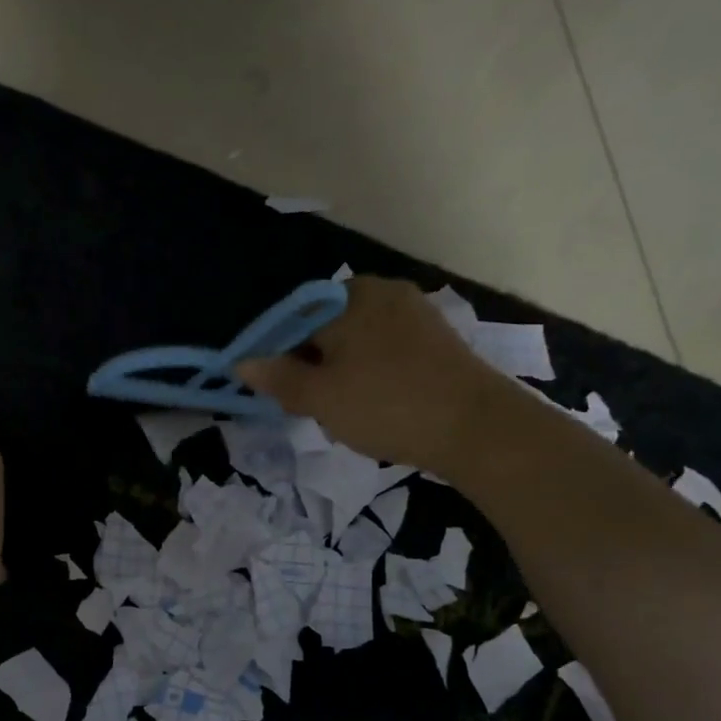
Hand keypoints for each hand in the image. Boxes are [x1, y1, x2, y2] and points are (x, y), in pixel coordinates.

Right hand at [236, 276, 500, 470]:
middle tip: (313, 408)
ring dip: (341, 375)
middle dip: (312, 367)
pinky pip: (386, 351)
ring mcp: (414, 313)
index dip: (278, 358)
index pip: (293, 321)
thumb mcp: (320, 397)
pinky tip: (377, 406)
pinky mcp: (436, 338)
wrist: (479, 429)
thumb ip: (278, 378)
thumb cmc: (387, 406)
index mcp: (349, 296)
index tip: (279, 394)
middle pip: (324, 329)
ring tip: (345, 414)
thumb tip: (242, 363)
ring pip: (355, 343)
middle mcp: (382, 292)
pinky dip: (371, 375)